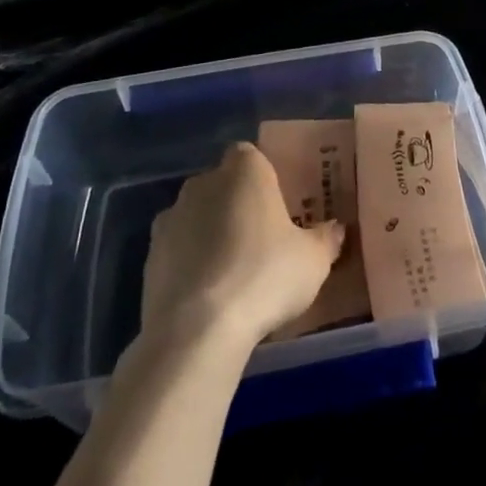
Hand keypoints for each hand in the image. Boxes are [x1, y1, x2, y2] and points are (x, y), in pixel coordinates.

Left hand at [141, 142, 344, 351]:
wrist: (197, 330)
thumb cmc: (265, 277)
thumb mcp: (313, 261)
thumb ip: (326, 239)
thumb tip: (336, 229)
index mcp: (245, 170)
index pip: (251, 155)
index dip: (263, 177)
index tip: (278, 205)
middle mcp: (203, 182)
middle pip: (223, 184)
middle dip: (237, 204)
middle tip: (261, 239)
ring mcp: (171, 218)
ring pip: (197, 216)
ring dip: (210, 233)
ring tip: (233, 272)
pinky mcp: (149, 256)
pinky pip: (177, 249)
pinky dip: (189, 263)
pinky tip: (207, 295)